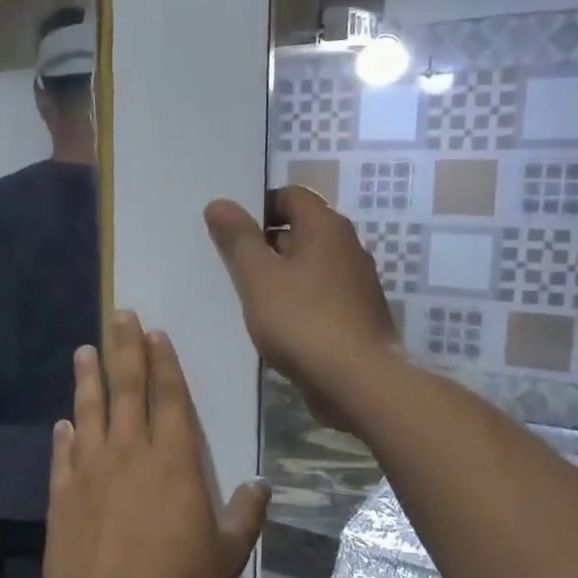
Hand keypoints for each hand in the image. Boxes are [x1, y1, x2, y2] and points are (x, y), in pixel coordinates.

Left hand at [44, 311, 269, 577]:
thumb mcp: (226, 555)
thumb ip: (245, 515)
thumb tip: (261, 485)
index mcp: (173, 461)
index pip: (170, 398)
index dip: (164, 363)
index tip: (155, 333)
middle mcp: (129, 453)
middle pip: (127, 389)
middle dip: (125, 348)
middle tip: (120, 315)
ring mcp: (90, 469)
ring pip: (90, 411)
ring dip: (88, 378)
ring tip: (85, 349)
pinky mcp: (62, 492)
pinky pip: (64, 454)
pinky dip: (65, 435)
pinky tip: (63, 422)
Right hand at [204, 187, 400, 434]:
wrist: (358, 381)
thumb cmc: (302, 320)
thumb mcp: (257, 277)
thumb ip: (237, 238)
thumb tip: (219, 203)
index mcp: (326, 227)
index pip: (291, 196)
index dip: (259, 207)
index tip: (231, 232)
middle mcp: (347, 246)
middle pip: (300, 229)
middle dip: (265, 243)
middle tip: (232, 265)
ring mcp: (356, 282)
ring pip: (309, 265)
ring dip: (280, 274)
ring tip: (249, 296)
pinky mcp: (356, 314)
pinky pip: (319, 294)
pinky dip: (296, 300)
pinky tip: (276, 323)